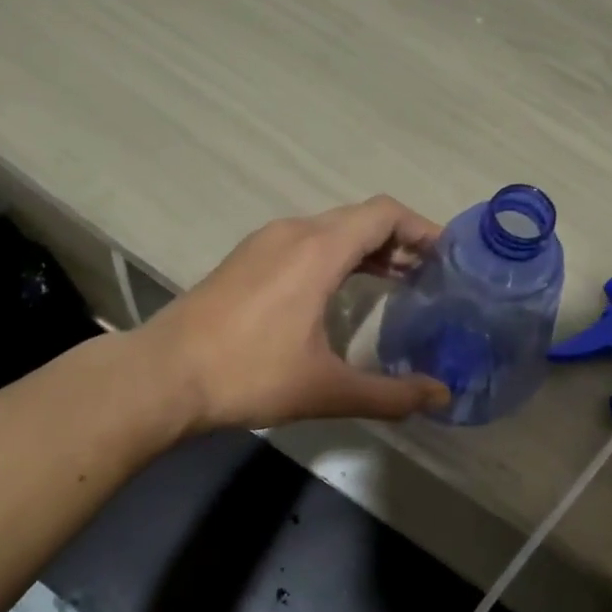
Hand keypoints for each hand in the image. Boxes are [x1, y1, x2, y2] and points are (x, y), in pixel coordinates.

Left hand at [140, 196, 453, 431]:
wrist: (164, 374)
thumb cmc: (249, 374)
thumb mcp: (326, 388)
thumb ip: (390, 393)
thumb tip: (441, 397)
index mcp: (318, 249)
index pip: (384, 214)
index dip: (422, 228)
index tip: (448, 257)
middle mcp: (293, 232)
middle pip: (360, 218)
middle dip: (399, 241)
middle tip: (430, 276)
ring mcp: (264, 243)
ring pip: (330, 229)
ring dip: (366, 249)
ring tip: (396, 282)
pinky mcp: (245, 259)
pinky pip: (304, 242)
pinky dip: (335, 256)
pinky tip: (340, 292)